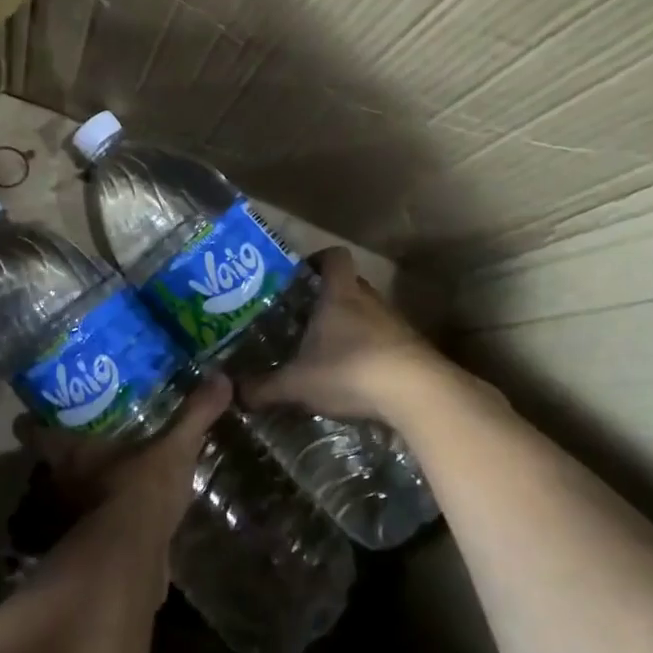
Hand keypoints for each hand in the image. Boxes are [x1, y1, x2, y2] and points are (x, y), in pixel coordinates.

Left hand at [15, 372, 231, 544]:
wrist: (132, 564)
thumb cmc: (139, 492)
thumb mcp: (173, 449)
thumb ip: (194, 415)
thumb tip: (221, 377)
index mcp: (71, 453)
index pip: (35, 431)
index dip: (32, 420)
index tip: (34, 410)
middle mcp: (64, 484)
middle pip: (51, 464)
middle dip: (63, 451)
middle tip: (84, 430)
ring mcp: (75, 519)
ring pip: (70, 495)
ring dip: (83, 486)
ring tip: (108, 468)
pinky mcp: (95, 547)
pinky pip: (98, 523)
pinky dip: (108, 516)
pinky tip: (129, 509)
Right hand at [239, 248, 445, 426]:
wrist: (418, 394)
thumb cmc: (350, 370)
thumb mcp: (298, 383)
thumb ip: (264, 388)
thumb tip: (234, 393)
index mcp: (339, 294)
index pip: (333, 257)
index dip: (317, 260)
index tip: (300, 275)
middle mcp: (369, 300)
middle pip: (350, 285)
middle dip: (329, 297)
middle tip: (304, 317)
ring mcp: (395, 324)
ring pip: (368, 314)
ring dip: (351, 327)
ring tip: (326, 350)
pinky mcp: (412, 350)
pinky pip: (385, 341)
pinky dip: (370, 352)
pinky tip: (355, 377)